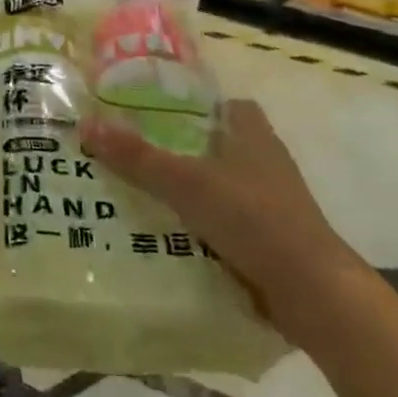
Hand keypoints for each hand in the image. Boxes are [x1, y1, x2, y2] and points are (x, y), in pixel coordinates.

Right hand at [79, 100, 366, 340]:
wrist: (311, 290)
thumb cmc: (251, 217)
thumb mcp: (185, 182)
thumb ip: (137, 156)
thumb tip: (86, 125)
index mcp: (254, 136)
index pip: (230, 106)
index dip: (198, 106)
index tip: (158, 112)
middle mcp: (267, 165)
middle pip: (221, 147)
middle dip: (184, 150)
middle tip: (136, 152)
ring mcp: (272, 205)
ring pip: (223, 186)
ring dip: (193, 190)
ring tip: (143, 193)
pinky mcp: (271, 241)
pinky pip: (228, 223)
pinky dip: (203, 225)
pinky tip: (170, 233)